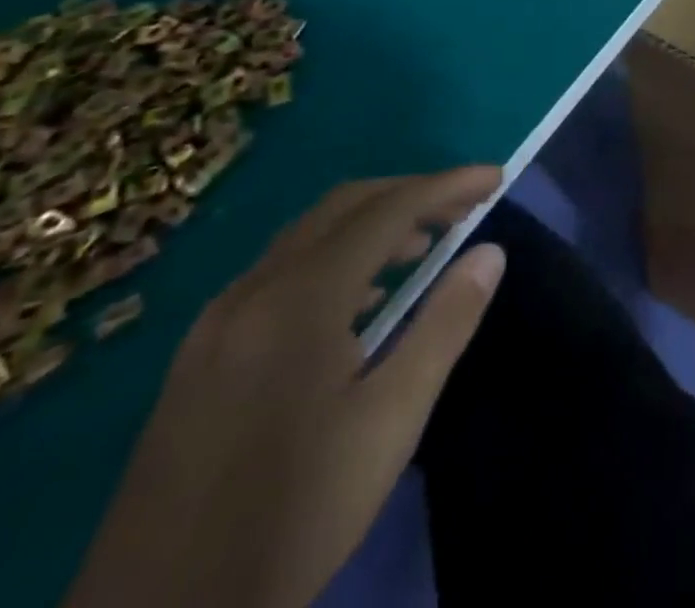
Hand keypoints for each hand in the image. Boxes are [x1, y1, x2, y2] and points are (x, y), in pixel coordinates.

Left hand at [65, 169, 505, 607]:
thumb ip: (445, 325)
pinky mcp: (200, 354)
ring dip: (372, 223)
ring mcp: (217, 321)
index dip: (447, 185)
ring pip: (308, 234)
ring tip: (424, 246)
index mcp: (299, 299)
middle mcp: (252, 290)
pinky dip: (334, 256)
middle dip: (411, 193)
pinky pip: (279, 270)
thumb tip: (490, 252)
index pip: (387, 210)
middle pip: (344, 206)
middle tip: (465, 206)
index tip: (495, 178)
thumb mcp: (390, 422)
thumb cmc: (294, 515)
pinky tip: (359, 301)